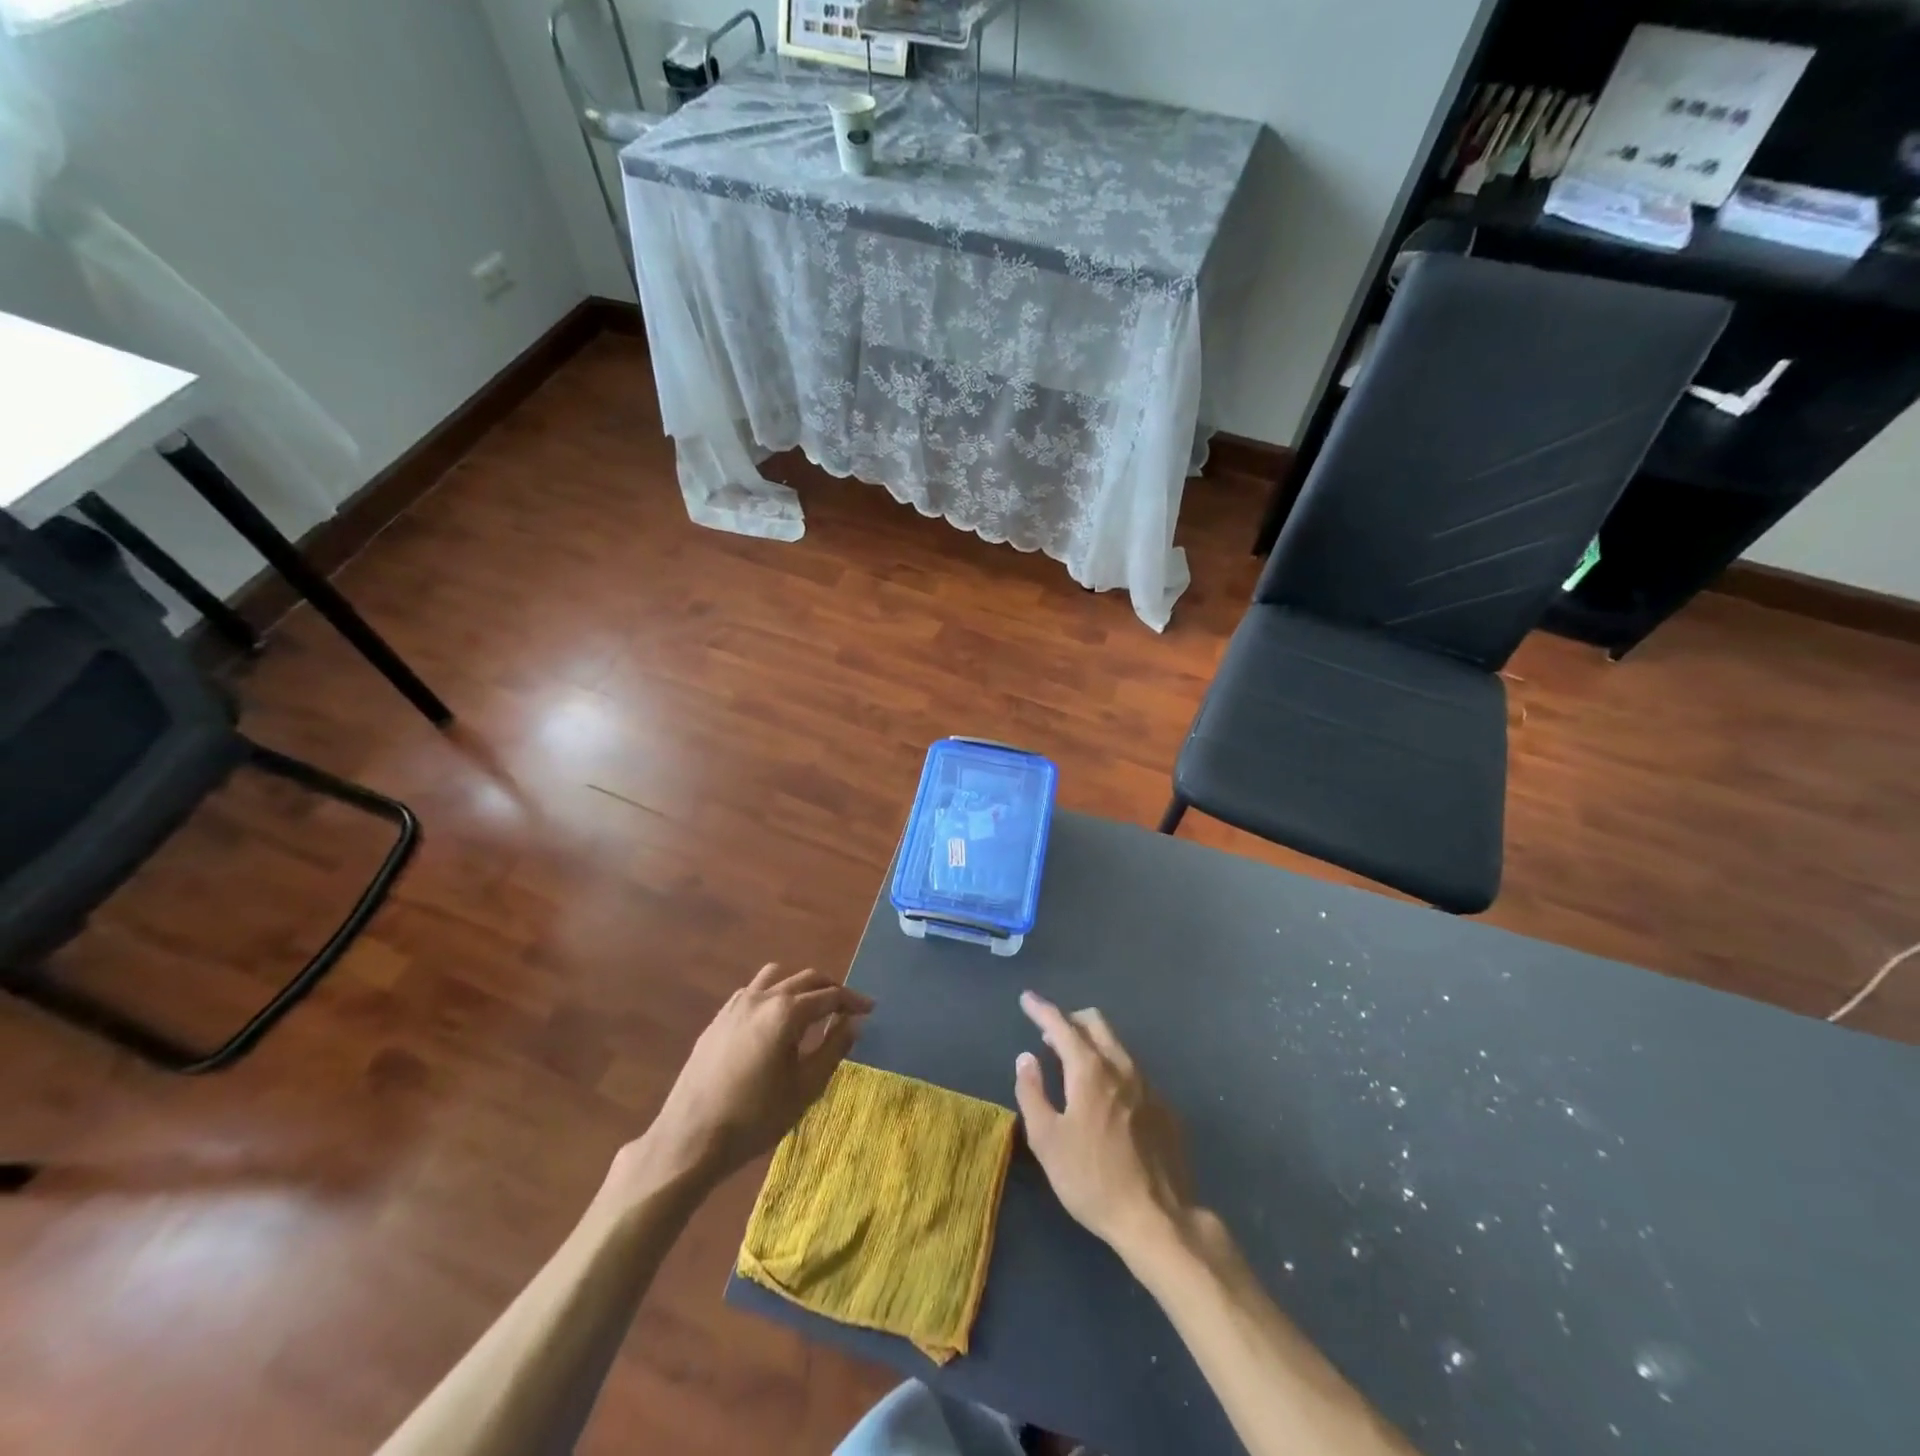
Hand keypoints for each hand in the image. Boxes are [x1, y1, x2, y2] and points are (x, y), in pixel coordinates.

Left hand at [615, 964, 872, 1199]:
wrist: (691, 1138)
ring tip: (811, 1010)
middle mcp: (762, 997)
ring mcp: (736, 1004)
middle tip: (846, 1009)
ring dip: (799, 986)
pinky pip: (753, 992)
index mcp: (786, 1011)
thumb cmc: (755, 1117)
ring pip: (777, 977)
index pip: (829, 995)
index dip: (853, 1001)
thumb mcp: (805, 1087)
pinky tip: (775, 1023)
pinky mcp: (719, 1018)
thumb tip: (853, 1022)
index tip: (870, 1009)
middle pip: (805, 979)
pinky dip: (773, 995)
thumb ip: (833, 1048)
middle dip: (829, 990)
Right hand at [1014, 990, 1198, 1263]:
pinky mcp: (1165, 1107)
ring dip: (1093, 1042)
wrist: (1158, 1218)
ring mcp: (1148, 1085)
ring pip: (1117, 1045)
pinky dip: (1113, 1068)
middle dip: (1070, 1019)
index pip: (1061, 1025)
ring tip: (1074, 1062)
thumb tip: (1026, 1058)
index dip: (1041, 1009)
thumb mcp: (1047, 1141)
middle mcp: (1122, 1067)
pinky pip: (1133, 1071)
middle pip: (1096, 1023)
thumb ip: (1032, 1092)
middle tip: (1050, 1033)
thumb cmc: (1092, 1180)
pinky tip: (1107, 1096)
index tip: (1027, 998)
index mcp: (1090, 1070)